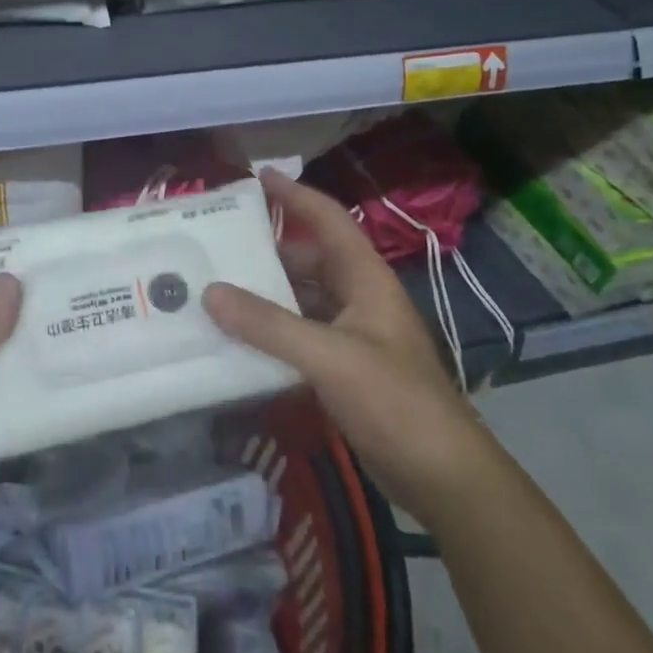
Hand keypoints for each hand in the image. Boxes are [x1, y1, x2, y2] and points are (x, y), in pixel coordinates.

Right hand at [203, 169, 476, 508]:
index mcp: (365, 279)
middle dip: (266, 248)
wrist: (442, 477)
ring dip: (264, 294)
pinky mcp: (344, 370)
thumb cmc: (394, 402)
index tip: (256, 176)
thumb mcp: (329, 357)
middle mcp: (358, 299)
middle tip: (217, 243)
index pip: (328, 219)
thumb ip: (269, 325)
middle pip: (308, 258)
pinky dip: (270, 332)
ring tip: (215, 287)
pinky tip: (237, 339)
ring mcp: (352, 336)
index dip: (294, 195)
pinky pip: (299, 336)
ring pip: (301, 299)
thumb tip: (210, 292)